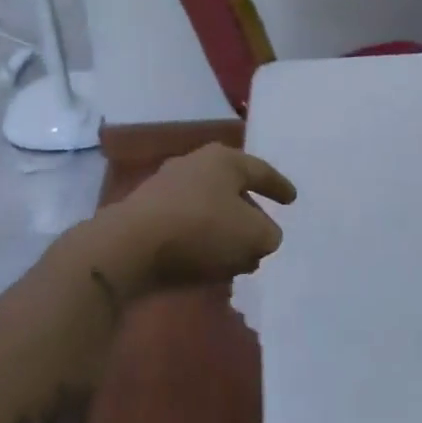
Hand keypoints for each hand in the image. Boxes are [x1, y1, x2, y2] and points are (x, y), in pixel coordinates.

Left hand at [104, 143, 297, 295]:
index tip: (292, 200)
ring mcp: (166, 187)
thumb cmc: (201, 229)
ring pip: (208, 208)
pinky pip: (186, 224)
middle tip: (263, 231)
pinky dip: (202, 240)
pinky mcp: (145, 213)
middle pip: (232, 188)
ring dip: (225, 231)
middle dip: (249, 212)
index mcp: (224, 159)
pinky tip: (209, 263)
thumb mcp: (253, 235)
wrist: (129, 246)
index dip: (279, 186)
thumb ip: (268, 234)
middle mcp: (195, 164)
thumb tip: (264, 235)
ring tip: (239, 257)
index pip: (261, 170)